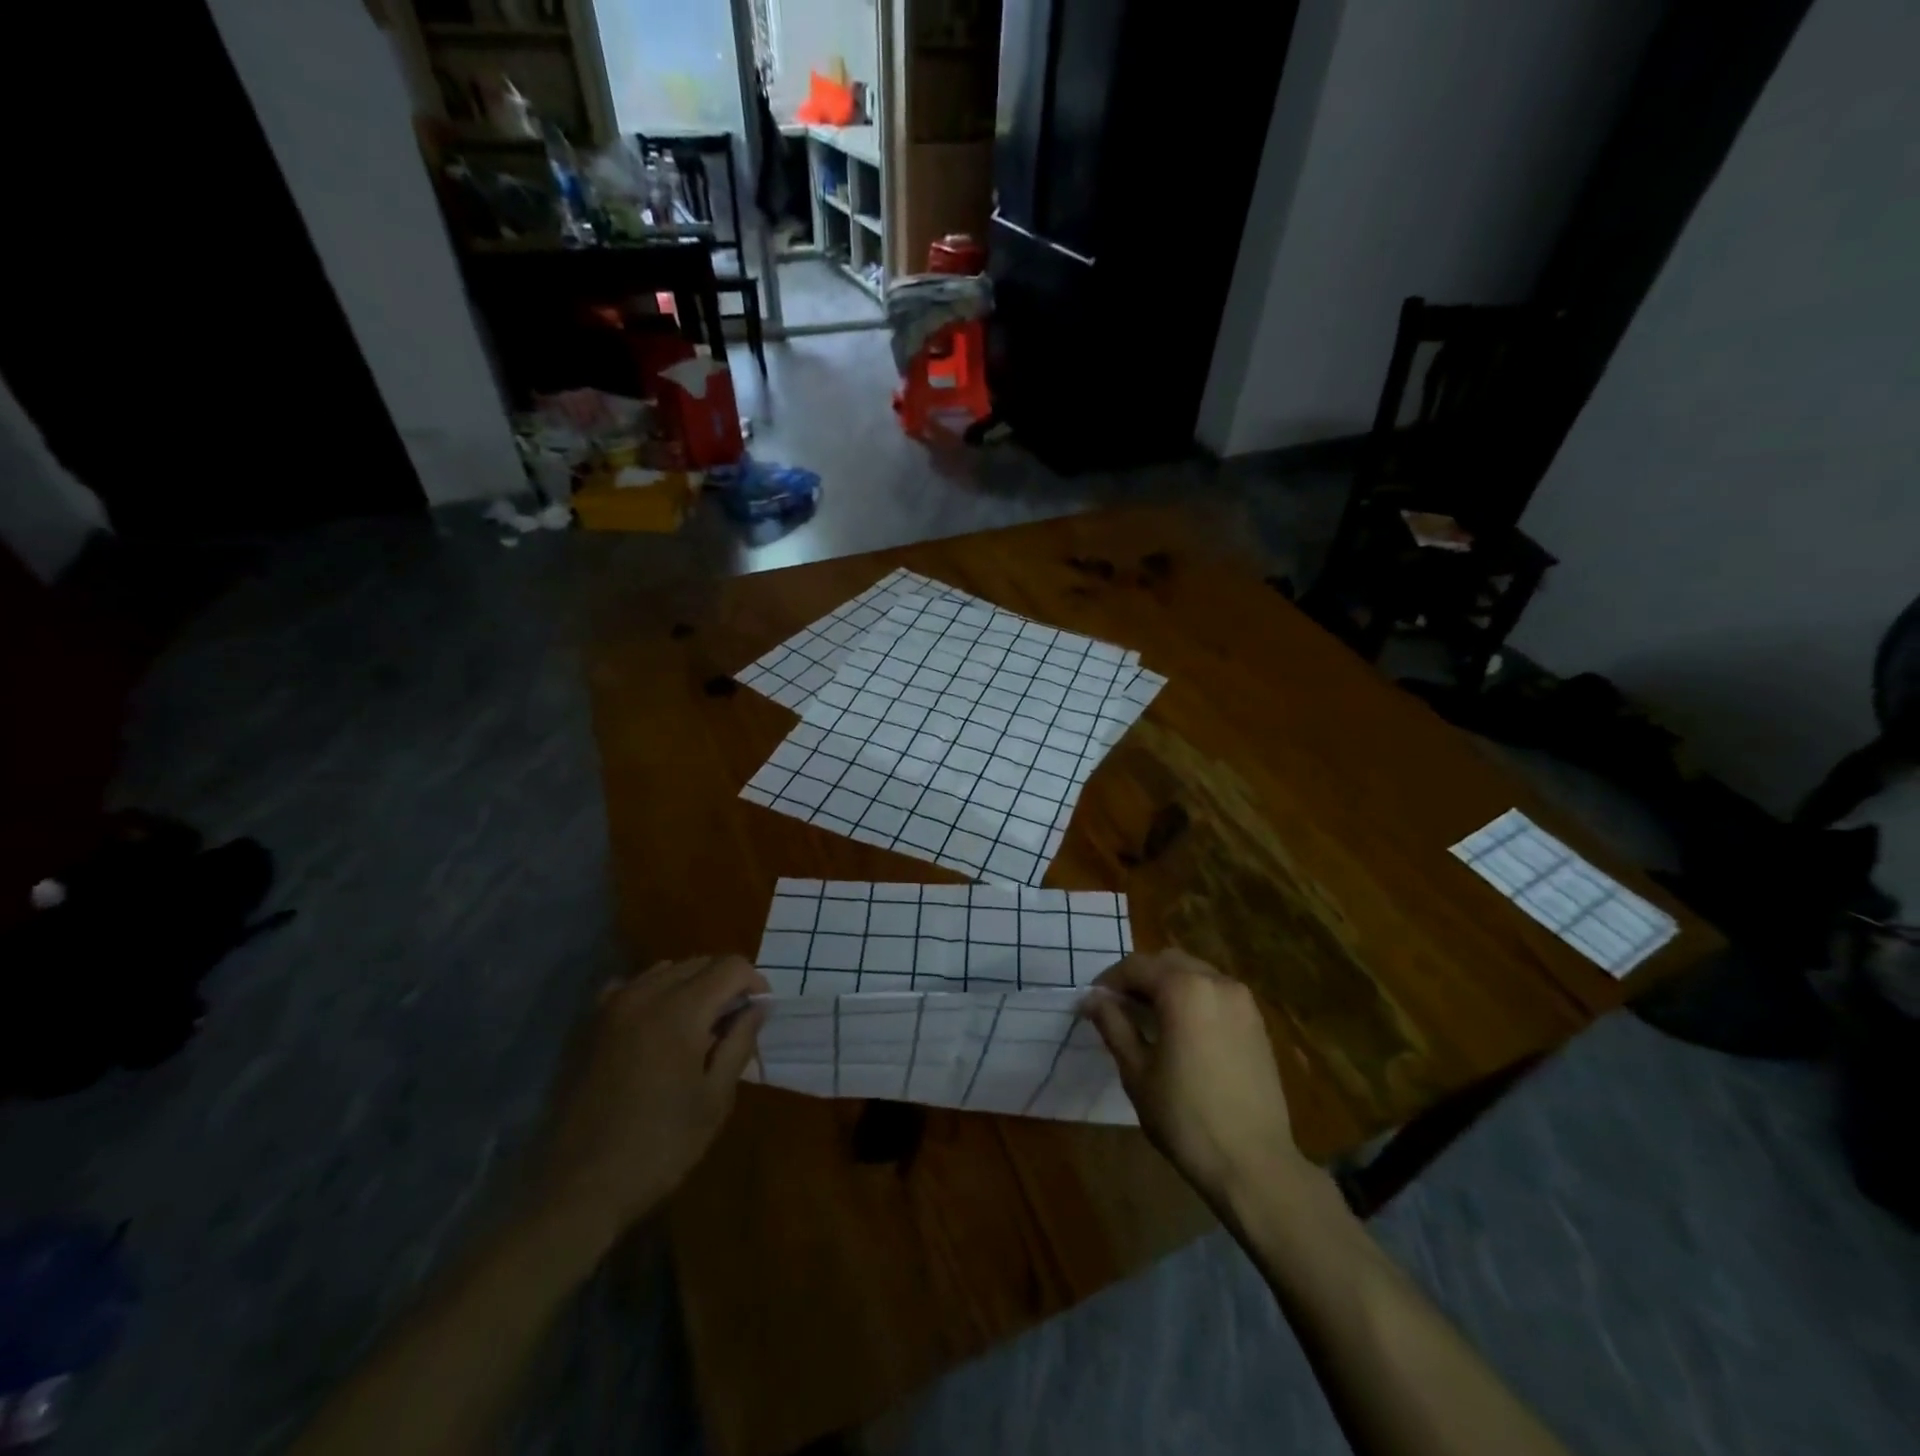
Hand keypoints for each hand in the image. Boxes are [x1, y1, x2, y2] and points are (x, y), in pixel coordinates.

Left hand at [536, 955, 766, 1243]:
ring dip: (691, 985)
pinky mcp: (588, 1026)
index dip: (754, 982)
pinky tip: (655, 1027)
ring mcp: (611, 1007)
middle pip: (699, 962)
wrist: (579, 1190)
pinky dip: (652, 994)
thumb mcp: (715, 1099)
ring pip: (665, 971)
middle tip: (734, 1022)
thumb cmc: (660, 1147)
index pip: (730, 967)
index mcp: (681, 1010)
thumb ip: (740, 1043)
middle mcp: (645, 995)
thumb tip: (758, 1007)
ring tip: (698, 1024)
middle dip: (725, 982)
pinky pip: (629, 987)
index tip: (760, 1011)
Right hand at [1082, 949, 1305, 1206]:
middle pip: (1168, 962)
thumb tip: (1092, 999)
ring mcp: (1242, 1001)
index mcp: (1184, 989)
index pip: (1137, 966)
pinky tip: (1183, 1031)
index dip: (1110, 980)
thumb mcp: (1136, 1071)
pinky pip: (1217, 993)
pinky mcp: (1257, 1022)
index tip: (1093, 1002)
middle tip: (1119, 1007)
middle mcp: (1216, 982)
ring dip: (1168, 985)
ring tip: (1149, 1018)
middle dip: (1140, 978)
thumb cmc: (1185, 1118)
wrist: (1254, 1164)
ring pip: (1195, 974)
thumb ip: (1113, 1025)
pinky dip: (1194, 998)